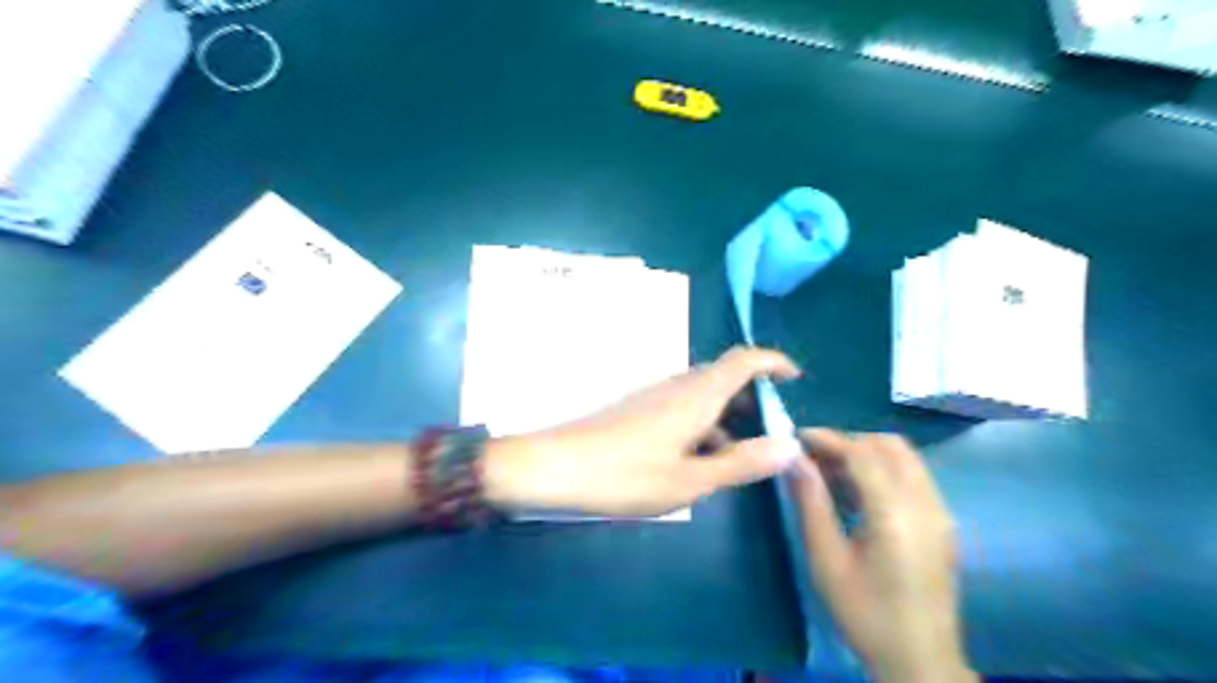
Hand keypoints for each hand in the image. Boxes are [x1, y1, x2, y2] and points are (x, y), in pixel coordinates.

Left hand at [480, 348, 806, 513]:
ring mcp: (655, 396)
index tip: (795, 379)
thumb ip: (741, 463)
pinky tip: (697, 463)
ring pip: (704, 396)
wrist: (556, 467)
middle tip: (771, 434)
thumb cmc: (625, 475)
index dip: (773, 362)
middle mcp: (678, 387)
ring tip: (738, 458)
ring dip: (728, 417)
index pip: (744, 360)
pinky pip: (683, 408)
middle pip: (726, 377)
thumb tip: (790, 446)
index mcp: (696, 395)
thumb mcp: (690, 480)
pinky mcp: (639, 410)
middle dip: (754, 400)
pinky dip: (703, 426)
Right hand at [790, 432, 977, 682]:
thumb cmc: (865, 613)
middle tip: (815, 457)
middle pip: (890, 446)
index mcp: (895, 514)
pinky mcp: (942, 523)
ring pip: (905, 458)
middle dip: (849, 441)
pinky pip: (912, 476)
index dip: (828, 439)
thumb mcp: (827, 561)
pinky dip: (884, 470)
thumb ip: (811, 503)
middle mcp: (925, 504)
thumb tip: (794, 460)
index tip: (796, 438)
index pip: (862, 454)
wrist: (920, 660)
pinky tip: (858, 493)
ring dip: (867, 454)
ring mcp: (939, 513)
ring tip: (831, 472)